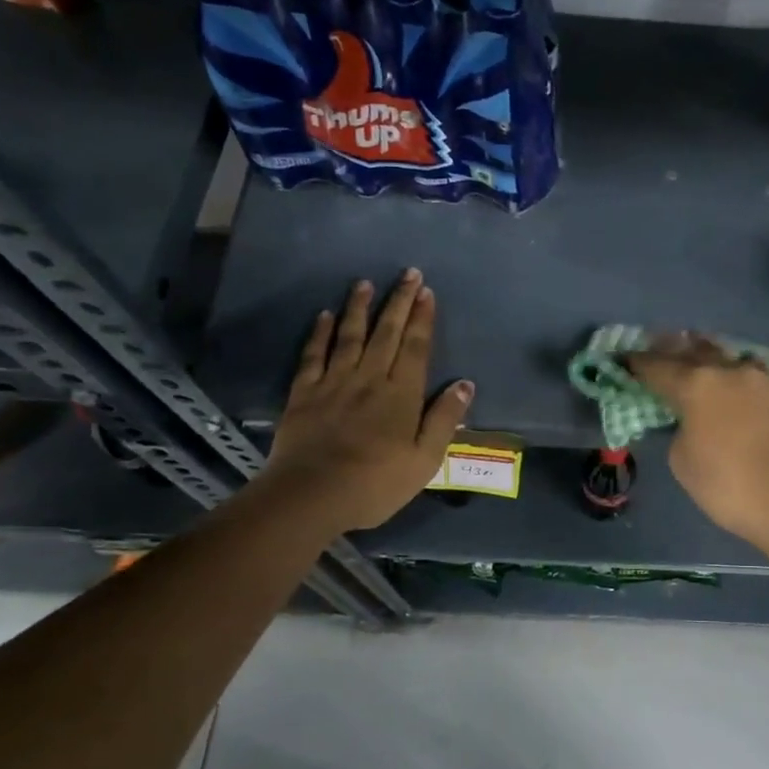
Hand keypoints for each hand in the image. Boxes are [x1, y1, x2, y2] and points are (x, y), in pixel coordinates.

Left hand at [261, 269, 472, 533]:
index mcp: (401, 394)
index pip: (416, 347)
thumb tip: (464, 384)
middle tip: (407, 274)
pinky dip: (320, 333)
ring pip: (350, 336)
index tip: (426, 292)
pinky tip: (325, 315)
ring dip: (359, 308)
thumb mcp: (425, 460)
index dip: (422, 318)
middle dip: (398, 301)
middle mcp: (370, 378)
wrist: (311, 495)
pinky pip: (313, 355)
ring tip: (365, 283)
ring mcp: (334, 383)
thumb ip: (444, 419)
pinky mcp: (304, 393)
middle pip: (387, 333)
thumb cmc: (376, 483)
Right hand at [625, 334, 768, 551]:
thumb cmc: (731, 486)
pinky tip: (742, 395)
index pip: (658, 367)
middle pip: (697, 350)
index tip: (626, 360)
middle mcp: (731, 371)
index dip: (639, 363)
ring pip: (732, 361)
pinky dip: (742, 384)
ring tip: (706, 367)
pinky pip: (757, 381)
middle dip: (676, 349)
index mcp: (697, 384)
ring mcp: (766, 380)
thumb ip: (682, 432)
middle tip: (663, 348)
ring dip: (714, 362)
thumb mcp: (684, 463)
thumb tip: (695, 424)